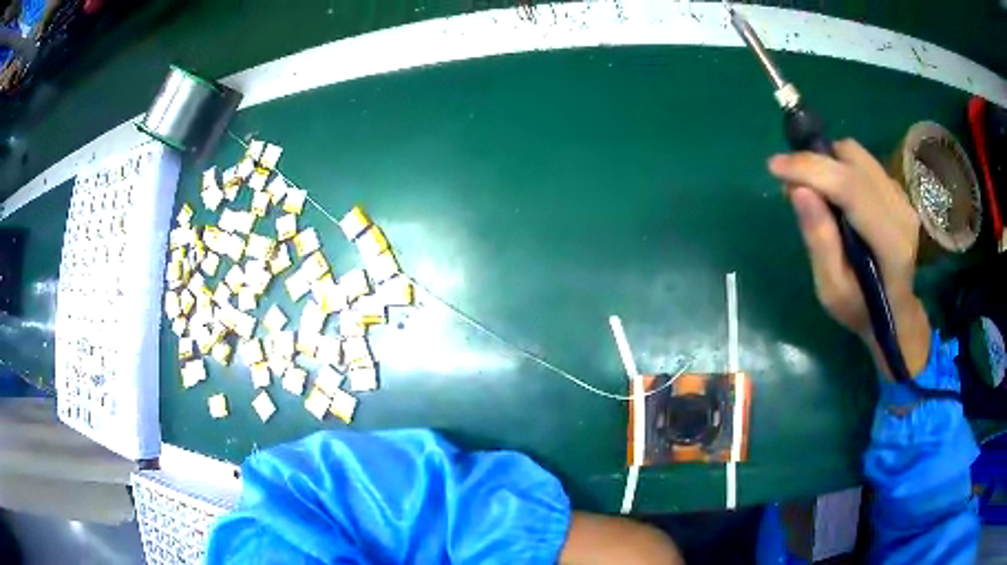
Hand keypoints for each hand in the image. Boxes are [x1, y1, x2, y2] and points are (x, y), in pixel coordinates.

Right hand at [768, 139, 930, 377]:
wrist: (895, 312)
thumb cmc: (861, 309)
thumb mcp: (832, 290)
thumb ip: (819, 241)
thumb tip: (798, 190)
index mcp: (890, 242)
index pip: (849, 186)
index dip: (810, 169)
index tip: (774, 166)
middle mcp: (901, 210)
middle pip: (853, 159)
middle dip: (815, 162)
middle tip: (792, 183)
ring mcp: (902, 197)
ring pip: (857, 155)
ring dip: (828, 163)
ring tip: (813, 189)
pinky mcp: (898, 190)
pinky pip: (863, 162)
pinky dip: (841, 168)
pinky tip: (834, 194)